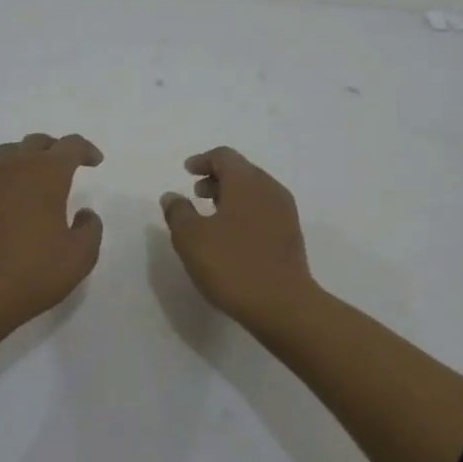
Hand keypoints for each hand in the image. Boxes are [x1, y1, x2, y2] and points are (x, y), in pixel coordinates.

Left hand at [0, 133, 104, 338]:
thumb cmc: (32, 274)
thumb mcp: (80, 257)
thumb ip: (90, 229)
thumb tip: (84, 213)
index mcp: (47, 175)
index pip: (71, 146)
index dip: (86, 150)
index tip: (95, 162)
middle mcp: (13, 167)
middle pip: (36, 142)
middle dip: (55, 149)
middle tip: (65, 166)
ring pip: (5, 152)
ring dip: (22, 158)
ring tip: (29, 177)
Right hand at [161, 147, 317, 333]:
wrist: (283, 305)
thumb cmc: (232, 265)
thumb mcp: (191, 238)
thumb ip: (178, 212)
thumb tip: (172, 196)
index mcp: (246, 182)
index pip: (224, 157)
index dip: (203, 160)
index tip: (187, 170)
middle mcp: (269, 189)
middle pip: (242, 171)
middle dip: (217, 178)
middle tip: (196, 192)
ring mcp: (284, 212)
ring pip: (254, 191)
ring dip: (231, 196)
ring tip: (211, 214)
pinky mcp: (291, 235)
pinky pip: (264, 210)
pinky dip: (244, 212)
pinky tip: (232, 235)